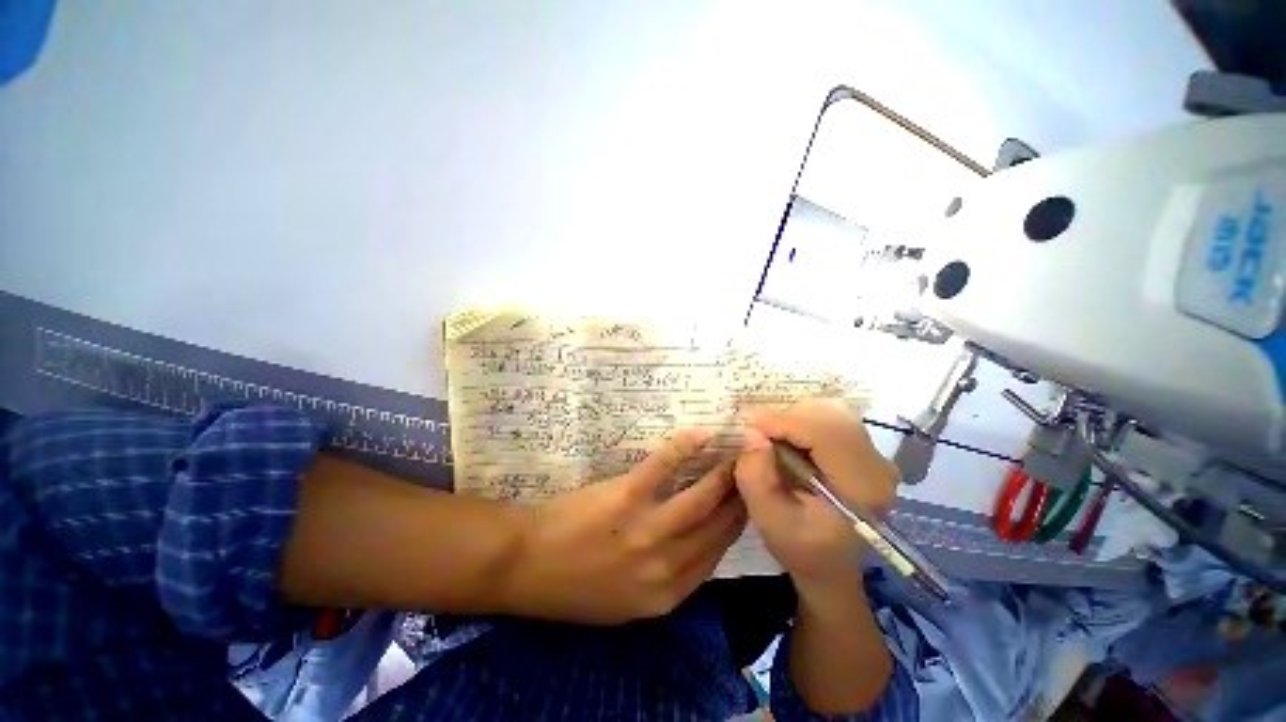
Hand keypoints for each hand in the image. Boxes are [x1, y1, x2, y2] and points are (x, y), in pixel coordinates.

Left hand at [498, 429, 746, 624]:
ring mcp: (648, 529)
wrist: (527, 566)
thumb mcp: (628, 602)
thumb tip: (698, 546)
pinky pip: (666, 465)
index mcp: (668, 594)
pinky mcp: (628, 496)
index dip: (737, 525)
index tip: (747, 503)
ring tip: (737, 454)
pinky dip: (686, 447)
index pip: (718, 554)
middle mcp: (667, 564)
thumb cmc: (575, 586)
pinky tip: (702, 434)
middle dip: (741, 497)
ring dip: (724, 473)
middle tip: (752, 472)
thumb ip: (668, 580)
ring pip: (702, 497)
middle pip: (718, 526)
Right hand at [734, 399, 897, 592]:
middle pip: (831, 416)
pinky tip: (792, 438)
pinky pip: (834, 418)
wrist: (830, 566)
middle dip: (789, 417)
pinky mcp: (867, 451)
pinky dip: (806, 419)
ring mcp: (877, 457)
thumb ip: (756, 477)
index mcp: (861, 489)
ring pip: (832, 412)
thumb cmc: (799, 548)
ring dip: (797, 416)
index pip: (824, 435)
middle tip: (760, 432)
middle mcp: (879, 466)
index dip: (783, 422)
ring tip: (775, 437)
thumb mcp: (768, 519)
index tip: (748, 422)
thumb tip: (752, 432)